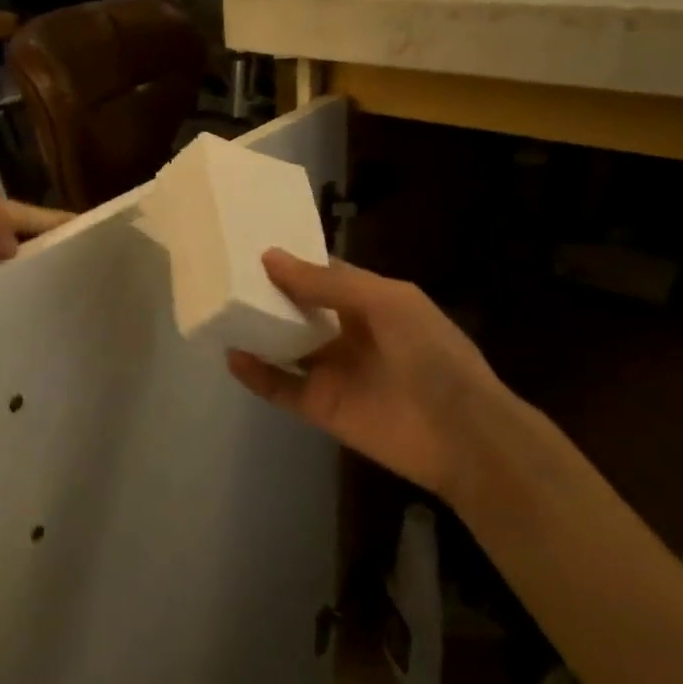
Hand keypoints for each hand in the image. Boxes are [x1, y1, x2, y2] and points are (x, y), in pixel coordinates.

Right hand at [226, 250, 520, 501]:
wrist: (462, 436)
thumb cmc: (431, 354)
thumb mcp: (386, 303)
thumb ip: (328, 283)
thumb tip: (270, 257)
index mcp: (369, 303)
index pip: (322, 276)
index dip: (290, 263)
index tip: (249, 247)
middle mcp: (346, 333)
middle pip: (298, 310)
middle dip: (266, 295)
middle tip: (223, 276)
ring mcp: (332, 371)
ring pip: (284, 347)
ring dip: (256, 332)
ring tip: (219, 312)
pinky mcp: (320, 407)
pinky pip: (280, 387)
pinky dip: (255, 374)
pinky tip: (232, 356)